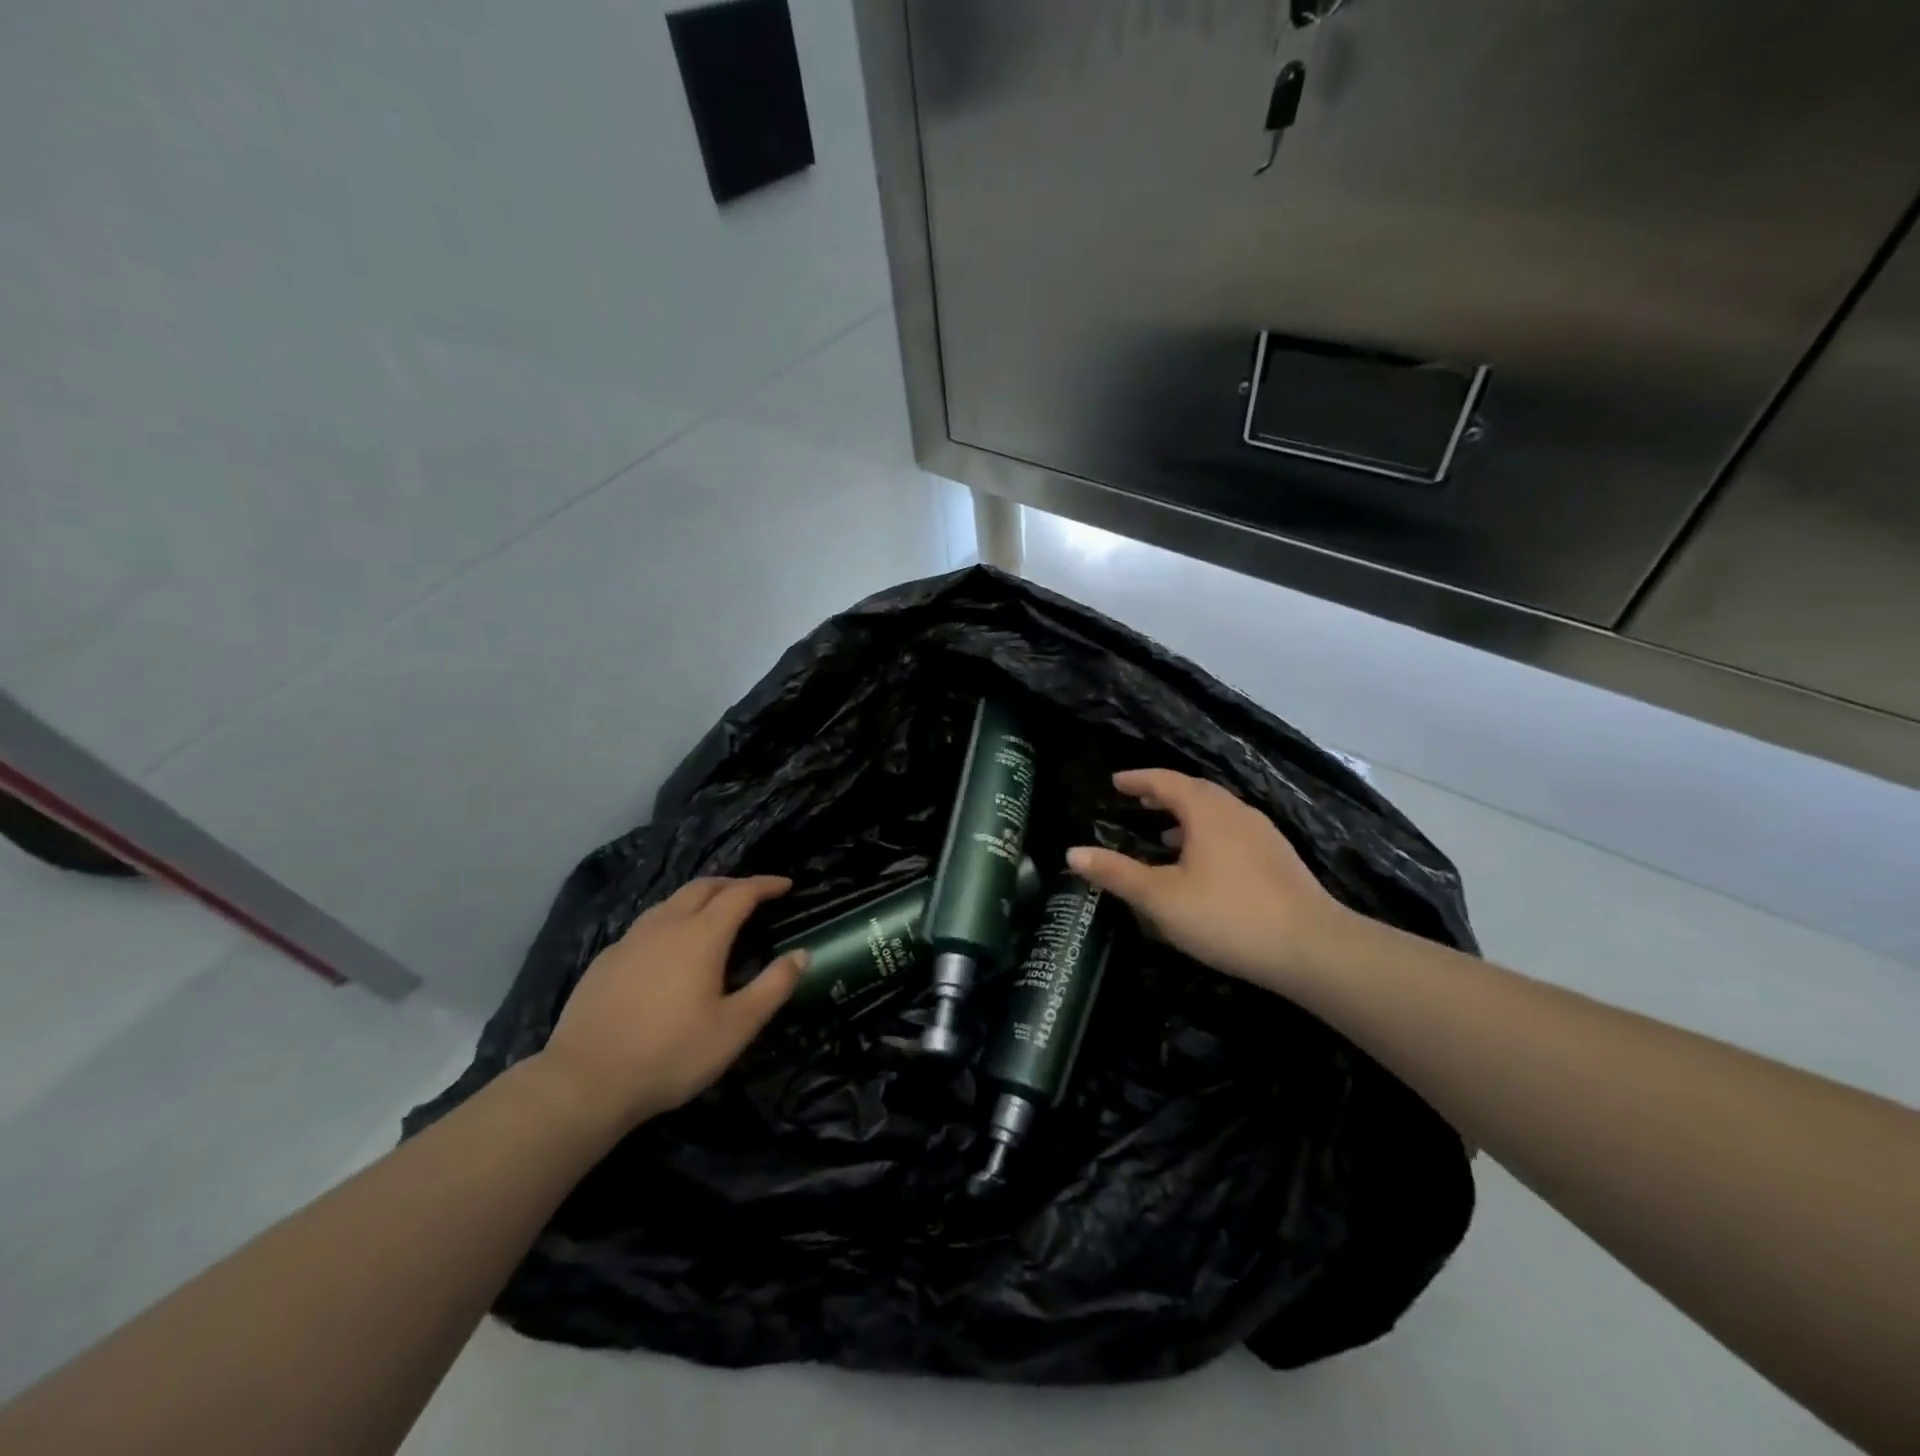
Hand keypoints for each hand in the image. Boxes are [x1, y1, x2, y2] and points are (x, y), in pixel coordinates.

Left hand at [537, 876, 805, 1132]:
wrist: (584, 1082)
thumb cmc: (671, 1053)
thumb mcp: (736, 1027)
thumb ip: (773, 987)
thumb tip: (803, 953)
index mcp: (702, 935)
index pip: (740, 893)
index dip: (765, 885)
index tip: (786, 885)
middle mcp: (666, 925)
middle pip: (703, 887)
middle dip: (732, 884)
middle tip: (753, 894)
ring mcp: (630, 941)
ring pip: (671, 902)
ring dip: (699, 898)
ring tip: (713, 915)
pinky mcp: (605, 961)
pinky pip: (647, 925)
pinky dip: (671, 921)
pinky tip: (668, 948)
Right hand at [1067, 769, 1352, 991]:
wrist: (1312, 948)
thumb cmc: (1227, 916)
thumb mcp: (1160, 898)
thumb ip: (1117, 873)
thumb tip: (1072, 852)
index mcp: (1206, 811)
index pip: (1165, 781)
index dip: (1138, 780)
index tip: (1116, 783)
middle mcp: (1236, 812)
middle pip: (1195, 791)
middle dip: (1164, 794)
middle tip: (1138, 803)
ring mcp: (1263, 834)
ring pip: (1218, 812)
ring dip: (1188, 816)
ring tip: (1165, 835)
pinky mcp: (1280, 858)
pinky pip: (1234, 832)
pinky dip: (1209, 834)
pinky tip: (1205, 866)